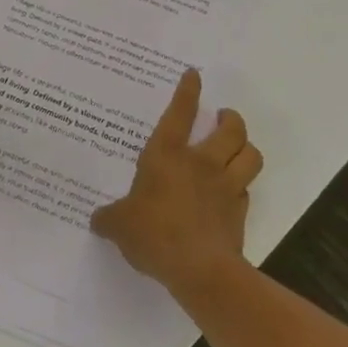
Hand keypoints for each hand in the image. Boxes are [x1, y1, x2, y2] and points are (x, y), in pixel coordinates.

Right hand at [90, 69, 260, 296]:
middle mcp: (201, 163)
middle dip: (230, 118)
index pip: (180, 113)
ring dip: (246, 147)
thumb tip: (97, 219)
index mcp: (167, 156)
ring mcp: (225, 187)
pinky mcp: (240, 213)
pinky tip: (233, 192)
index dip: (188, 91)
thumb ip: (110, 219)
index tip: (194, 75)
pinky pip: (247, 190)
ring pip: (250, 155)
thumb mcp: (120, 226)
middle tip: (224, 117)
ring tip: (238, 146)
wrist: (200, 270)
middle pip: (230, 129)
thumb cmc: (154, 234)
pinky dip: (242, 186)